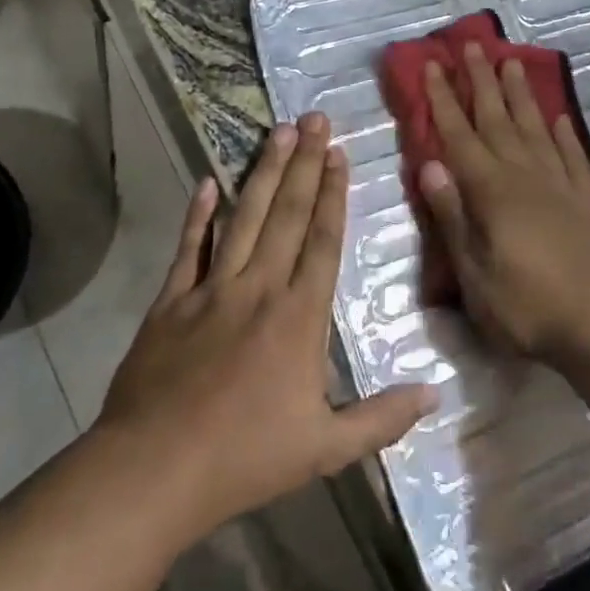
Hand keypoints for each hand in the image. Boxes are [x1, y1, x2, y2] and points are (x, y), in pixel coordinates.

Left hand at [99, 114, 435, 539]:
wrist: (153, 472)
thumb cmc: (245, 458)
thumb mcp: (325, 448)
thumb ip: (382, 418)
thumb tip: (436, 392)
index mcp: (298, 316)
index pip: (323, 240)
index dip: (334, 194)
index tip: (339, 153)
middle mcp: (259, 288)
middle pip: (288, 214)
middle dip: (305, 164)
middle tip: (314, 118)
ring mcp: (211, 289)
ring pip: (244, 218)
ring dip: (264, 173)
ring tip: (278, 132)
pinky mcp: (170, 302)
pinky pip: (188, 248)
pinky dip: (198, 214)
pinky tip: (208, 181)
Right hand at [416, 43, 589, 368]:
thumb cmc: (528, 307)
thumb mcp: (475, 274)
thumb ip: (453, 217)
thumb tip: (429, 165)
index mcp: (491, 191)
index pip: (459, 135)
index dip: (443, 99)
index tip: (434, 64)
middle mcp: (524, 175)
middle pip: (497, 119)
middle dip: (481, 82)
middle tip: (473, 45)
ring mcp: (558, 185)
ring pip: (534, 127)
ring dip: (520, 95)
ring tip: (512, 63)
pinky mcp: (584, 201)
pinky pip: (570, 156)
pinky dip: (563, 134)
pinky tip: (559, 117)